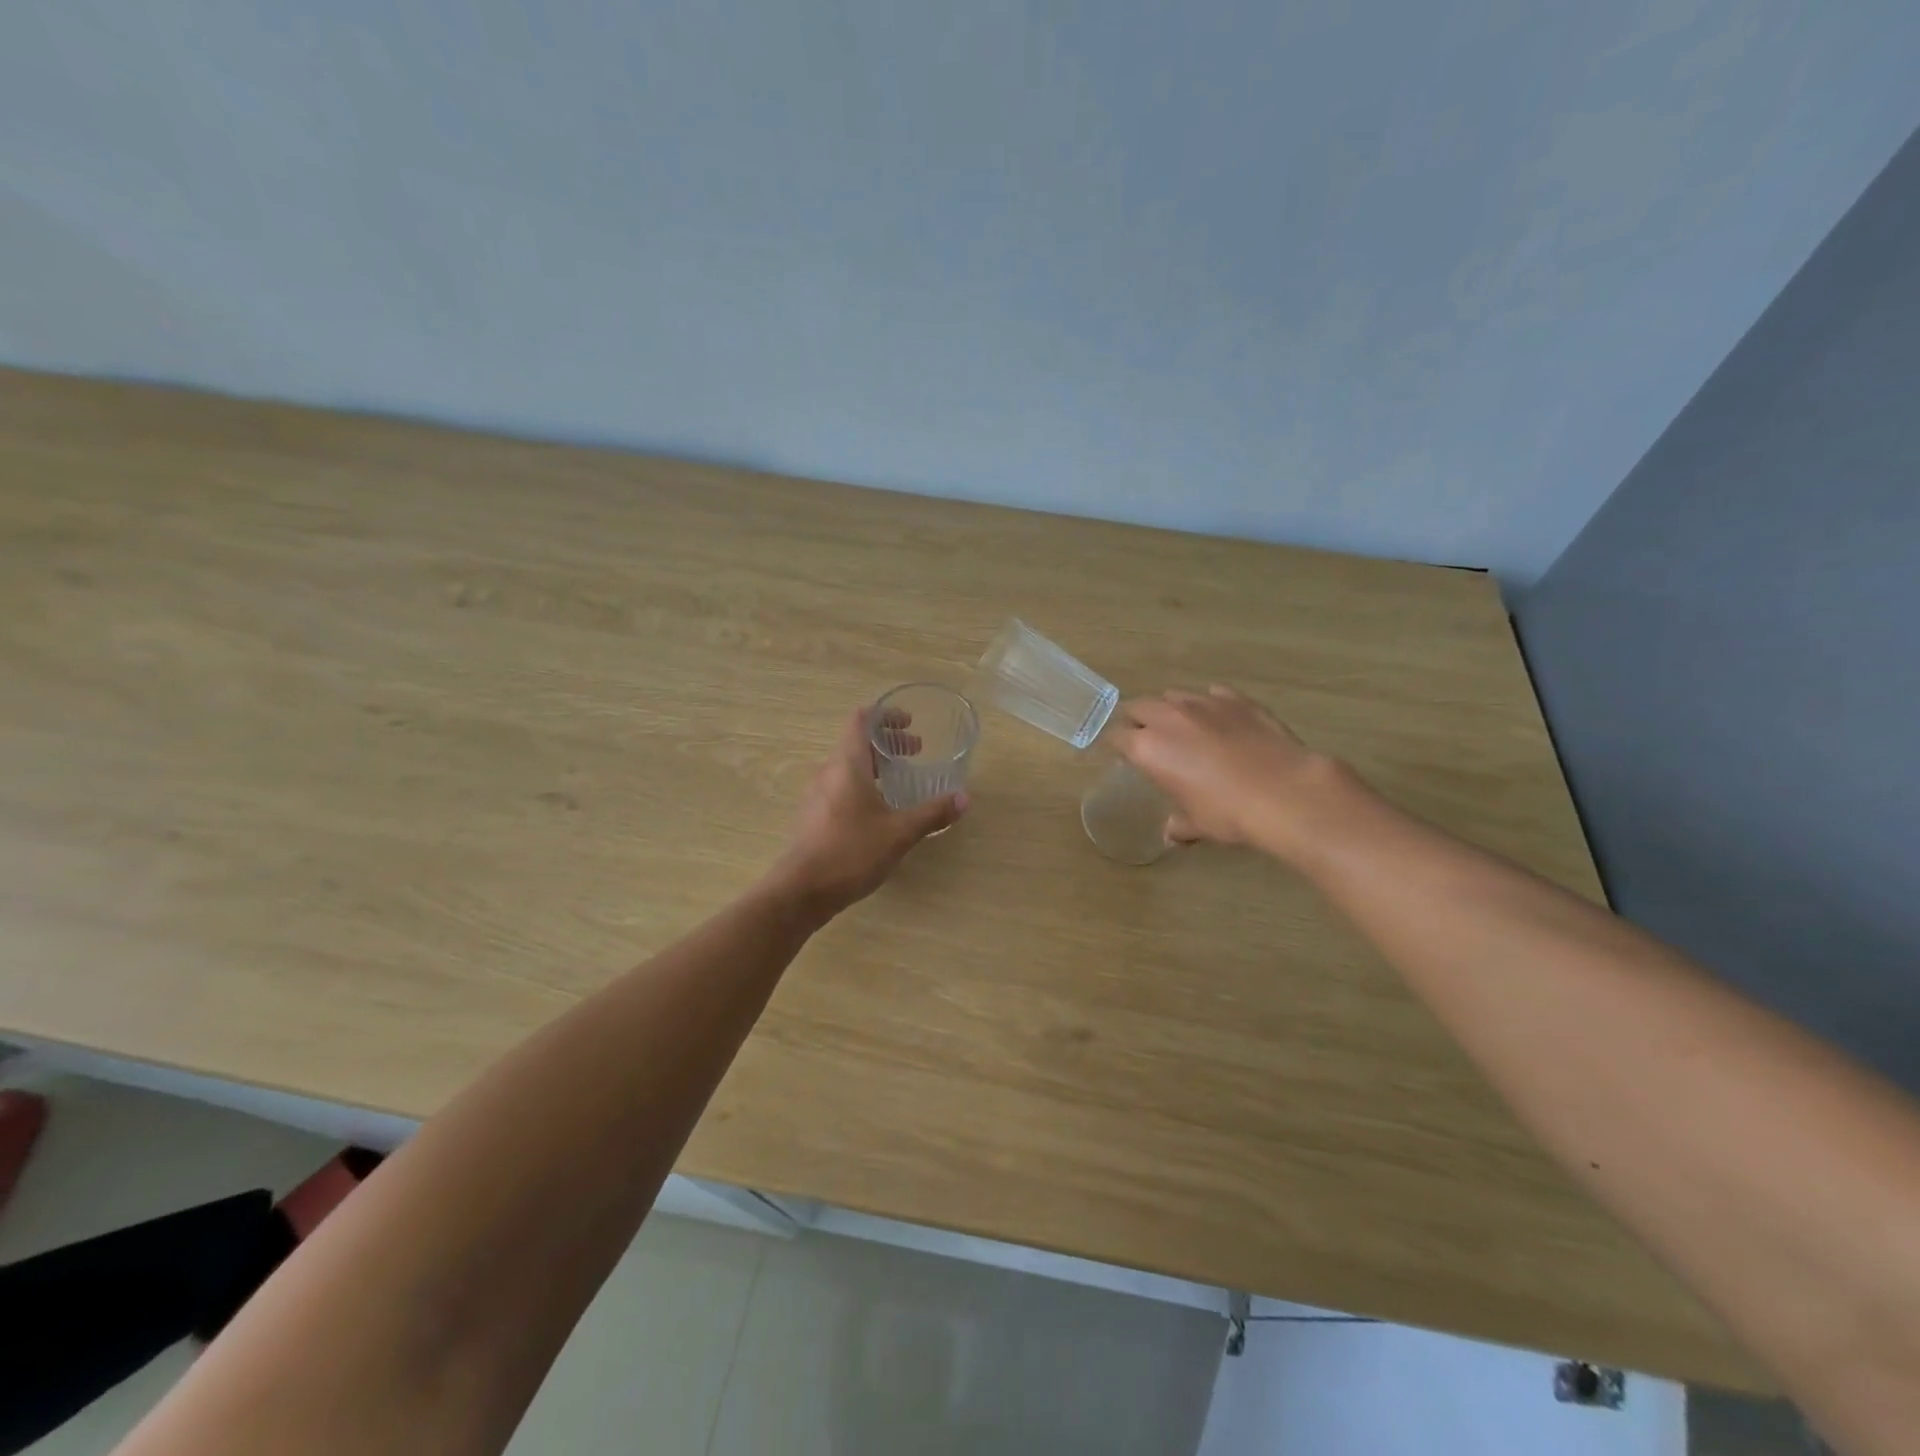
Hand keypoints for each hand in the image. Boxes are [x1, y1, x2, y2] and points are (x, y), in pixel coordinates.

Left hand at [771, 705, 967, 917]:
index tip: (910, 724)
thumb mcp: (900, 832)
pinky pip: (839, 787)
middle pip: (856, 742)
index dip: (885, 715)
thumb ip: (932, 813)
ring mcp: (816, 794)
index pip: (861, 719)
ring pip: (847, 766)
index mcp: (847, 764)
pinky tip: (878, 811)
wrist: (802, 891)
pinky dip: (862, 786)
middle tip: (916, 753)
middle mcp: (828, 771)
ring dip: (875, 766)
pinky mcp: (813, 815)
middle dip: (887, 743)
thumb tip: (964, 798)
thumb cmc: (852, 852)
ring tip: (900, 782)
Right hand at [1110, 686, 1356, 860]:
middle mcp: (1169, 718)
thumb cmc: (1229, 813)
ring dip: (1171, 709)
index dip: (1118, 745)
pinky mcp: (1237, 699)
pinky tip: (1220, 720)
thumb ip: (1179, 824)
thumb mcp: (1198, 824)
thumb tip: (1171, 834)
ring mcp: (1204, 703)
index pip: (1117, 737)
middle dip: (1138, 720)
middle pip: (1139, 706)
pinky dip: (1210, 705)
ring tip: (1184, 727)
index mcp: (1148, 748)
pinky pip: (1213, 694)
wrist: (1285, 793)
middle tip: (1148, 738)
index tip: (1123, 755)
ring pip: (1174, 695)